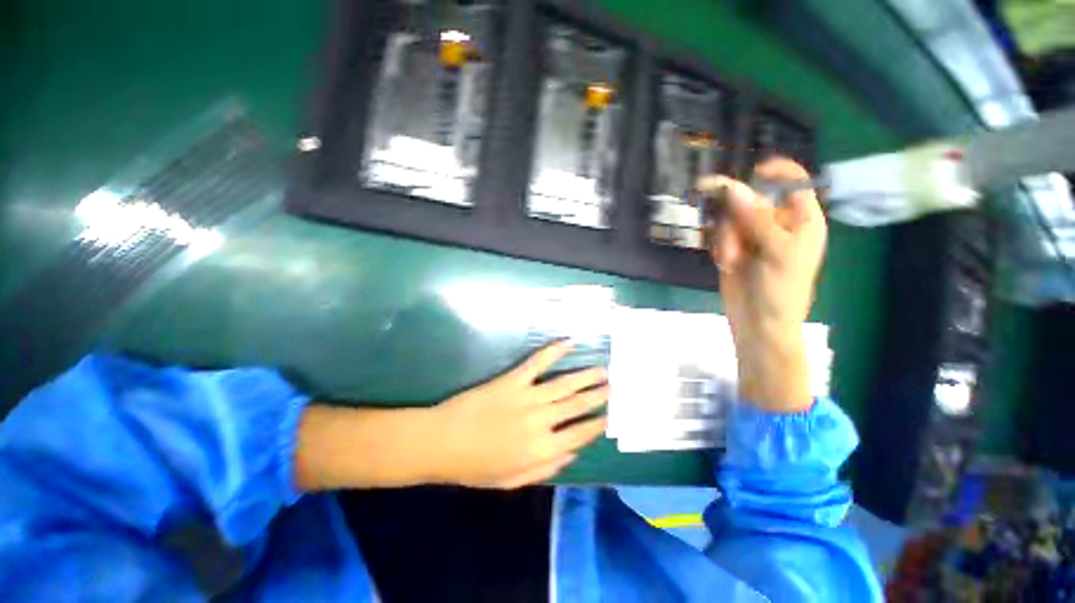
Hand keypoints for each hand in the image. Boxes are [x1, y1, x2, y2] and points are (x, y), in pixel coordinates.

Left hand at [429, 341, 607, 488]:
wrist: (442, 443)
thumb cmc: (476, 466)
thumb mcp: (512, 481)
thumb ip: (546, 470)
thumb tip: (572, 453)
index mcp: (542, 450)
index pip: (580, 435)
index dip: (597, 424)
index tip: (609, 415)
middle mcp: (541, 421)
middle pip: (577, 405)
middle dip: (598, 396)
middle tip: (614, 386)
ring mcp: (528, 397)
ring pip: (564, 384)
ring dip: (585, 376)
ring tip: (603, 369)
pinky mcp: (513, 379)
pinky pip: (538, 362)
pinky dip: (554, 351)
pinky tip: (569, 342)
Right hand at [698, 156, 826, 411]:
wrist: (757, 323)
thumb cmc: (781, 290)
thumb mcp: (777, 252)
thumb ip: (756, 218)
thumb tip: (732, 187)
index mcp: (802, 219)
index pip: (792, 182)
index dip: (774, 173)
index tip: (750, 175)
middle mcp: (776, 223)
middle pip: (751, 198)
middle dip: (737, 216)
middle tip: (733, 237)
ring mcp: (752, 235)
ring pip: (729, 216)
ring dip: (726, 237)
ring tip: (732, 260)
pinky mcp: (732, 247)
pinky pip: (719, 233)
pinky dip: (719, 246)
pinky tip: (726, 263)